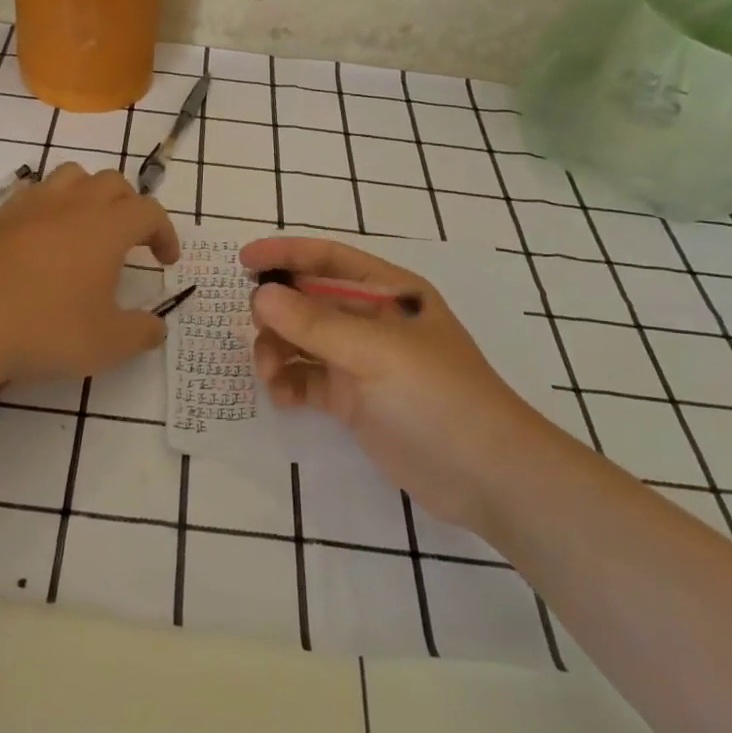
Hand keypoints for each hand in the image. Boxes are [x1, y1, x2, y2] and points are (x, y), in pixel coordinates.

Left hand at [0, 164, 179, 389]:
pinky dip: (50, 206)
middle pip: (113, 182)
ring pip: (71, 176)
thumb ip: (140, 333)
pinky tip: (42, 238)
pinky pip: (33, 193)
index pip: (149, 212)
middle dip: (130, 206)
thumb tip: (157, 327)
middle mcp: (72, 204)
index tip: (166, 261)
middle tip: (130, 240)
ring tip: (87, 227)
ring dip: (89, 194)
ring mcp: (31, 205)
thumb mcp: (105, 344)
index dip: (164, 232)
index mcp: (106, 227)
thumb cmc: (44, 329)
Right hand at [242, 236, 545, 526]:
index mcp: (388, 292)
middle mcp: (371, 321)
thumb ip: (313, 323)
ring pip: (302, 341)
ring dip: (278, 349)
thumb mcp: (375, 352)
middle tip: (254, 328)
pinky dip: (289, 383)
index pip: (328, 260)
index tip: (243, 260)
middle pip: (309, 300)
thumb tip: (259, 294)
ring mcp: (362, 362)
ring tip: (269, 373)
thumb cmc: (437, 397)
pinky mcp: (354, 400)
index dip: (286, 254)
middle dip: (277, 309)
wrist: (488, 478)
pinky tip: (282, 398)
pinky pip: (308, 379)